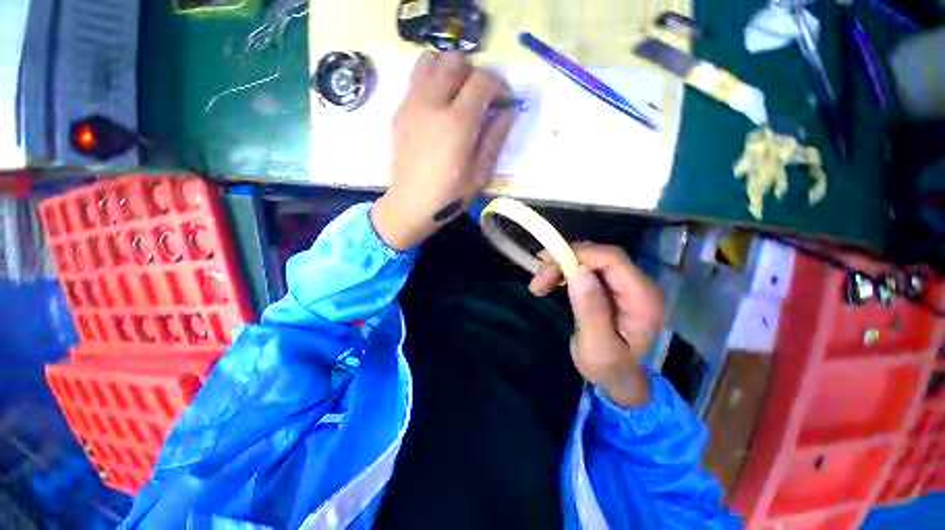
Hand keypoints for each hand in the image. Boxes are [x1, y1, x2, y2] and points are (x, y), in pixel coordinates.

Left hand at [372, 51, 515, 250]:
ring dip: (451, 70)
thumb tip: (509, 111)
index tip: (505, 100)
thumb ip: (495, 139)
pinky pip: (416, 78)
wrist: (409, 206)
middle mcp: (431, 104)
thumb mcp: (480, 175)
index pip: (482, 80)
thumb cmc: (448, 197)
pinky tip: (440, 106)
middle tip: (482, 97)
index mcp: (456, 124)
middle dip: (475, 73)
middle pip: (456, 61)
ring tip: (459, 95)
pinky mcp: (399, 110)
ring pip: (431, 60)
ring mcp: (411, 104)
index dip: (499, 85)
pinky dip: (433, 80)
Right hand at [529, 244, 664, 408]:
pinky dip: (565, 271)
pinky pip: (586, 269)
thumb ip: (591, 310)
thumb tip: (578, 271)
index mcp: (643, 298)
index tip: (547, 267)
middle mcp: (637, 284)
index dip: (579, 255)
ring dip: (561, 265)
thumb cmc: (609, 369)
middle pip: (599, 256)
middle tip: (537, 278)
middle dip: (565, 261)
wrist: (617, 379)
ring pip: (590, 259)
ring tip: (539, 281)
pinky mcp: (609, 287)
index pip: (613, 259)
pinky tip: (551, 281)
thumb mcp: (598, 347)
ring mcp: (623, 284)